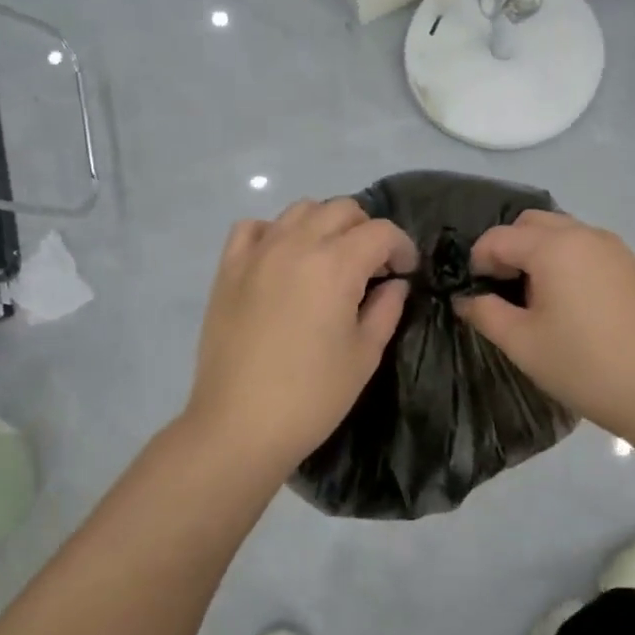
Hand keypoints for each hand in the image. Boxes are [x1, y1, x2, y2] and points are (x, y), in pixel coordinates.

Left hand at [183, 198, 416, 478]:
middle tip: (373, 268)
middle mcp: (296, 244)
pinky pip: (254, 227)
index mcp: (336, 265)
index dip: (402, 247)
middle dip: (367, 231)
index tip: (406, 272)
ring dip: (325, 225)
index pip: (381, 231)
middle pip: (342, 209)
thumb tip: (394, 283)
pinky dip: (276, 232)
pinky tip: (283, 259)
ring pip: (301, 209)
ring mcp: (258, 252)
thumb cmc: (312, 395)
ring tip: (330, 261)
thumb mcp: (364, 354)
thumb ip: (386, 308)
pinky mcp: (228, 268)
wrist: (239, 424)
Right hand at [454, 210, 634, 444]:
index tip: (475, 293)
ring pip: (561, 232)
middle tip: (502, 289)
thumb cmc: (582, 365)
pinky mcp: (631, 265)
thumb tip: (466, 298)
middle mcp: (584, 234)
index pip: (499, 237)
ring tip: (535, 298)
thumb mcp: (521, 342)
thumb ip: (485, 312)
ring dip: (538, 252)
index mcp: (553, 247)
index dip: (478, 261)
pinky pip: (586, 247)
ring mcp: (613, 247)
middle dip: (508, 248)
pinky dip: (565, 260)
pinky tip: (569, 302)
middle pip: (531, 223)